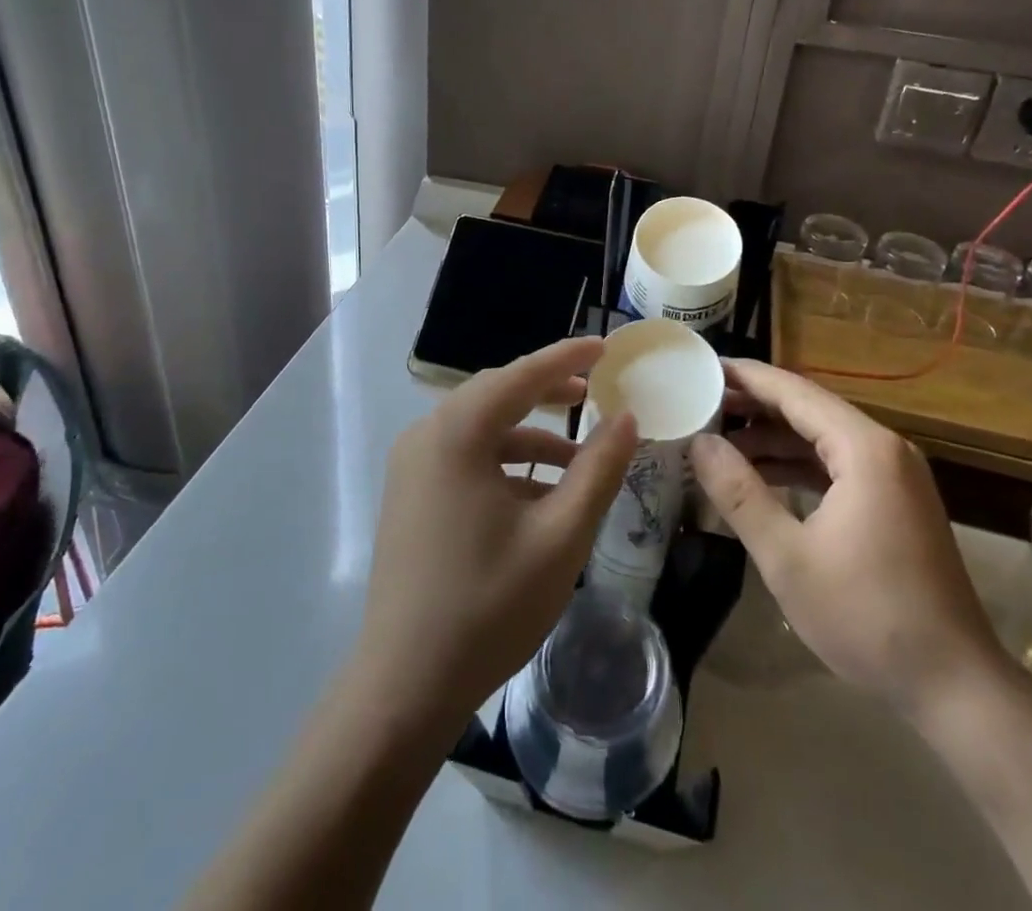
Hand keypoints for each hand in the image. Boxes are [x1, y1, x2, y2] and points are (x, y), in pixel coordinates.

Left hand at [357, 337, 637, 730]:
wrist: (404, 686)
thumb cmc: (489, 605)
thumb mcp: (561, 535)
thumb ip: (599, 469)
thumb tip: (627, 418)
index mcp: (458, 432)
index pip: (522, 374)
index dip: (568, 357)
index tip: (607, 346)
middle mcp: (427, 435)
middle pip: (498, 394)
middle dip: (549, 391)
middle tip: (596, 392)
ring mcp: (412, 465)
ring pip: (482, 428)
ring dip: (530, 435)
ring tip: (579, 459)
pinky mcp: (410, 494)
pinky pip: (465, 457)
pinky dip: (506, 463)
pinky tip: (540, 496)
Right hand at [693, 360, 1007, 712]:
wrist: (955, 686)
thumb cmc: (867, 617)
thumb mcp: (787, 557)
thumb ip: (738, 493)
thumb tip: (700, 442)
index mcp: (864, 448)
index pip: (794, 392)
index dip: (747, 377)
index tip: (704, 367)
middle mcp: (884, 449)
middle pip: (809, 409)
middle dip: (755, 405)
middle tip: (701, 401)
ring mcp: (895, 476)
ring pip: (822, 438)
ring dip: (774, 438)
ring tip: (719, 438)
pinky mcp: (896, 503)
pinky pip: (838, 465)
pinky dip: (798, 465)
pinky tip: (761, 476)